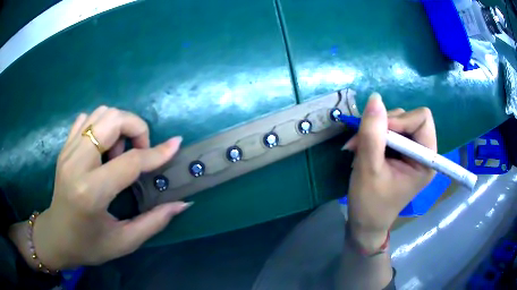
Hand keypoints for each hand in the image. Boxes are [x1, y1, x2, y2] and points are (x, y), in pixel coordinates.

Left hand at [21, 106, 190, 269]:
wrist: (57, 236)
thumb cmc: (89, 245)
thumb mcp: (125, 242)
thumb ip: (155, 222)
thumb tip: (182, 204)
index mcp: (91, 192)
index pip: (129, 161)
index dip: (156, 153)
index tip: (175, 145)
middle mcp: (77, 164)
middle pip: (112, 120)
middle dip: (136, 127)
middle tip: (139, 152)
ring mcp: (67, 151)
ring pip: (100, 113)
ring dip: (118, 126)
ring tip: (119, 154)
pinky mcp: (64, 147)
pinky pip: (86, 119)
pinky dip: (101, 125)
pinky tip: (103, 148)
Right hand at [342, 93, 436, 250]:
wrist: (364, 223)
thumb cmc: (370, 203)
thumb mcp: (369, 169)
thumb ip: (372, 134)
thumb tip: (375, 98)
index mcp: (426, 159)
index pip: (422, 119)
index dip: (400, 120)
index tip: (378, 133)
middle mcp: (422, 152)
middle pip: (408, 117)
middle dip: (384, 125)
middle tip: (362, 141)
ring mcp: (411, 151)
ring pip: (396, 122)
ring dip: (374, 130)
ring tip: (358, 148)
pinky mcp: (400, 152)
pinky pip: (388, 130)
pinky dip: (372, 135)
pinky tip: (361, 148)